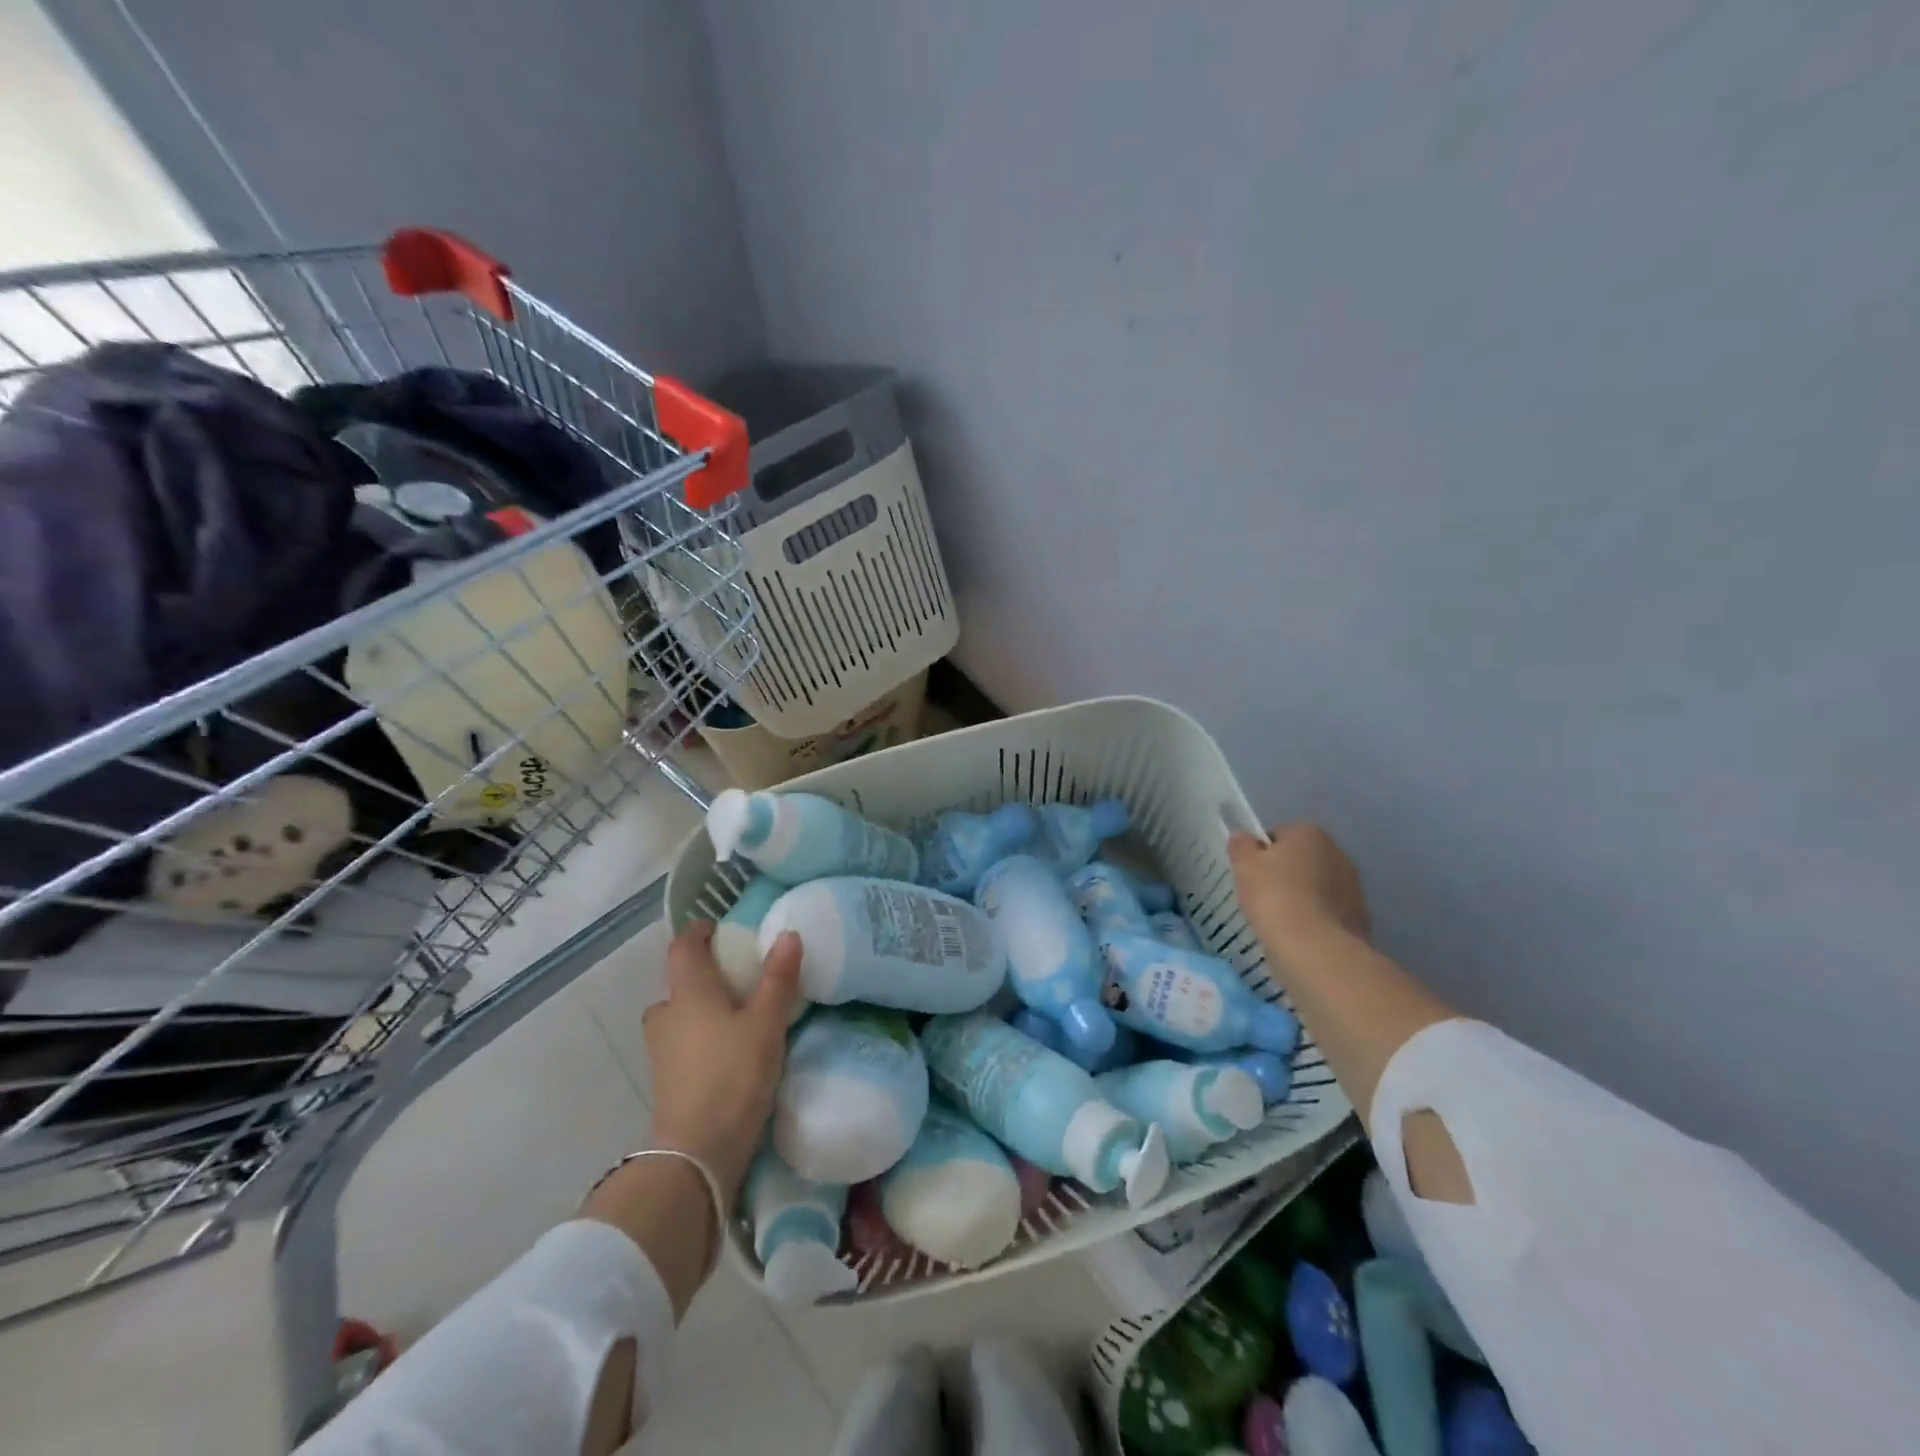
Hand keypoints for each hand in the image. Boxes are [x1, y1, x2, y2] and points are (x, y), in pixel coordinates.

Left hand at [642, 922, 801, 1203]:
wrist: (696, 1153)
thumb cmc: (733, 1075)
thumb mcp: (766, 1023)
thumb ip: (778, 978)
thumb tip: (788, 933)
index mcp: (688, 992)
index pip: (683, 947)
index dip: (698, 931)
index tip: (719, 927)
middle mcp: (667, 1015)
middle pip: (677, 983)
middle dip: (701, 974)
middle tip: (736, 975)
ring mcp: (661, 1051)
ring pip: (677, 1016)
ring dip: (698, 1008)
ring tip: (734, 1014)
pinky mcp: (666, 1081)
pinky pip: (680, 1043)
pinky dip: (699, 1036)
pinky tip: (725, 1049)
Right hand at [1228, 823, 1370, 952]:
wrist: (1316, 948)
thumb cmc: (1274, 897)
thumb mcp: (1244, 866)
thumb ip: (1241, 846)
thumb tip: (1243, 837)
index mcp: (1309, 833)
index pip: (1277, 835)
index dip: (1260, 854)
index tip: (1250, 875)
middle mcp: (1337, 852)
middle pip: (1301, 859)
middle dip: (1285, 873)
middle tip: (1263, 896)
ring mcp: (1353, 886)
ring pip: (1317, 885)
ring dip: (1302, 896)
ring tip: (1281, 919)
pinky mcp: (1360, 916)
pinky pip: (1329, 911)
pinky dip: (1316, 918)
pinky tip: (1300, 934)